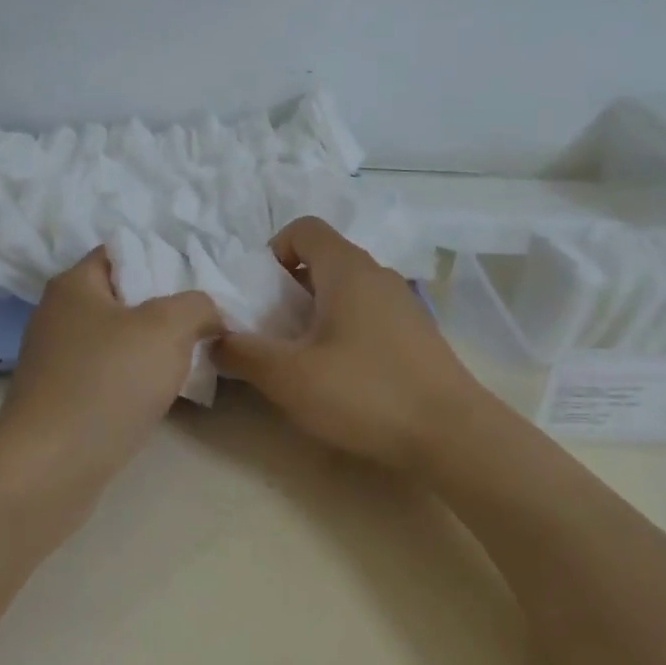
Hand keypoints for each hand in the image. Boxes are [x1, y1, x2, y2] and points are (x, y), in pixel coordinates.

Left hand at [0, 247, 222, 489]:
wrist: (52, 466)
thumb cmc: (108, 381)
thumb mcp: (167, 328)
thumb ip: (197, 306)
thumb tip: (207, 315)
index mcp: (74, 285)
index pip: (122, 252)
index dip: (163, 260)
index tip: (199, 284)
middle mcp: (58, 316)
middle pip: (123, 298)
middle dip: (165, 310)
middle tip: (204, 323)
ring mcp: (56, 361)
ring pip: (118, 341)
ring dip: (152, 350)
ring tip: (192, 359)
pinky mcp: (61, 400)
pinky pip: (108, 376)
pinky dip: (134, 381)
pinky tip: (161, 394)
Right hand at [214, 217, 488, 472]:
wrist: (453, 435)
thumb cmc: (365, 393)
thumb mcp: (290, 377)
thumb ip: (243, 353)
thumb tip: (213, 339)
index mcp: (347, 269)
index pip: (303, 228)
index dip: (272, 251)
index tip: (258, 295)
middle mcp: (377, 274)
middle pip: (323, 259)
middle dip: (288, 288)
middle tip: (271, 330)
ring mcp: (403, 303)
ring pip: (346, 288)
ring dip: (316, 311)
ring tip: (302, 355)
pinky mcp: (417, 333)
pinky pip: (368, 313)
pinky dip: (344, 328)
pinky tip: (342, 373)